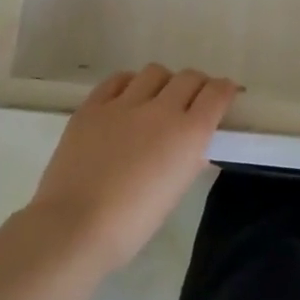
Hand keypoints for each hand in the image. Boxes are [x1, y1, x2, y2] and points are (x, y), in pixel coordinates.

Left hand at [30, 65, 237, 270]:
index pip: (217, 93)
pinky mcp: (92, 106)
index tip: (225, 96)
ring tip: (156, 99)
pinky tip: (126, 99)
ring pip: (155, 72)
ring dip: (163, 82)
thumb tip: (194, 146)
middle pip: (189, 77)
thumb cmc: (132, 223)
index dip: (225, 90)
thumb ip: (188, 160)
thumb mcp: (174, 192)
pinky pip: (118, 80)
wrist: (74, 227)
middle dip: (197, 85)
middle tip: (192, 100)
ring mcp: (123, 104)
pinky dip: (129, 84)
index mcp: (188, 134)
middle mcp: (161, 109)